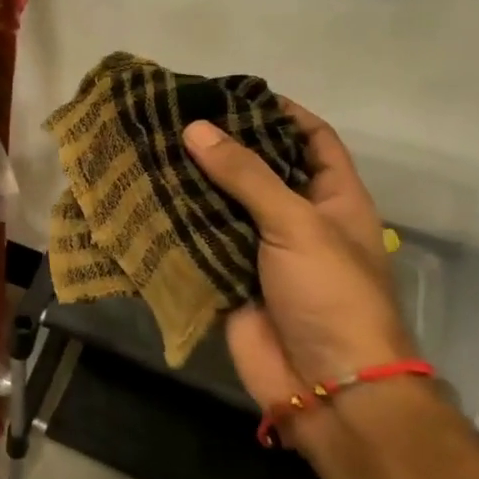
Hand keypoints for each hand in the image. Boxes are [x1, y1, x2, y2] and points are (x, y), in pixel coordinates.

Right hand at [182, 102, 416, 445]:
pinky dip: (176, 221)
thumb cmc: (331, 294)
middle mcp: (297, 219)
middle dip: (224, 144)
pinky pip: (199, 240)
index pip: (313, 140)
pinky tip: (144, 194)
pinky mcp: (228, 277)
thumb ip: (246, 175)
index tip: (236, 92)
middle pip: (260, 169)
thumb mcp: (297, 223)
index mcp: (334, 199)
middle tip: (177, 115)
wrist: (326, 386)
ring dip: (193, 181)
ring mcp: (261, 250)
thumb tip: (196, 127)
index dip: (282, 112)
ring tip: (152, 145)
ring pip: (223, 204)